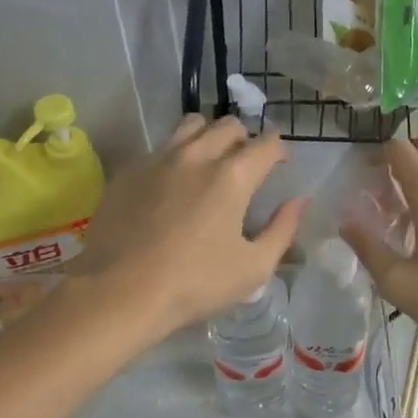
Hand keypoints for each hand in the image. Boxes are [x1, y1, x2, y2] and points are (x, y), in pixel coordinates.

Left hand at [72, 115, 303, 333]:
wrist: (118, 293)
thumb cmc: (195, 284)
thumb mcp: (254, 267)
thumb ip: (283, 229)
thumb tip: (299, 201)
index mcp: (233, 177)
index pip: (266, 144)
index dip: (279, 150)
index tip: (280, 163)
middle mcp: (197, 156)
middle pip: (228, 125)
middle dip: (244, 138)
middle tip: (245, 163)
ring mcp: (158, 159)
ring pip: (191, 125)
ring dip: (208, 135)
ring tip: (209, 160)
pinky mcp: (128, 171)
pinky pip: (159, 148)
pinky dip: (174, 156)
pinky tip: (171, 184)